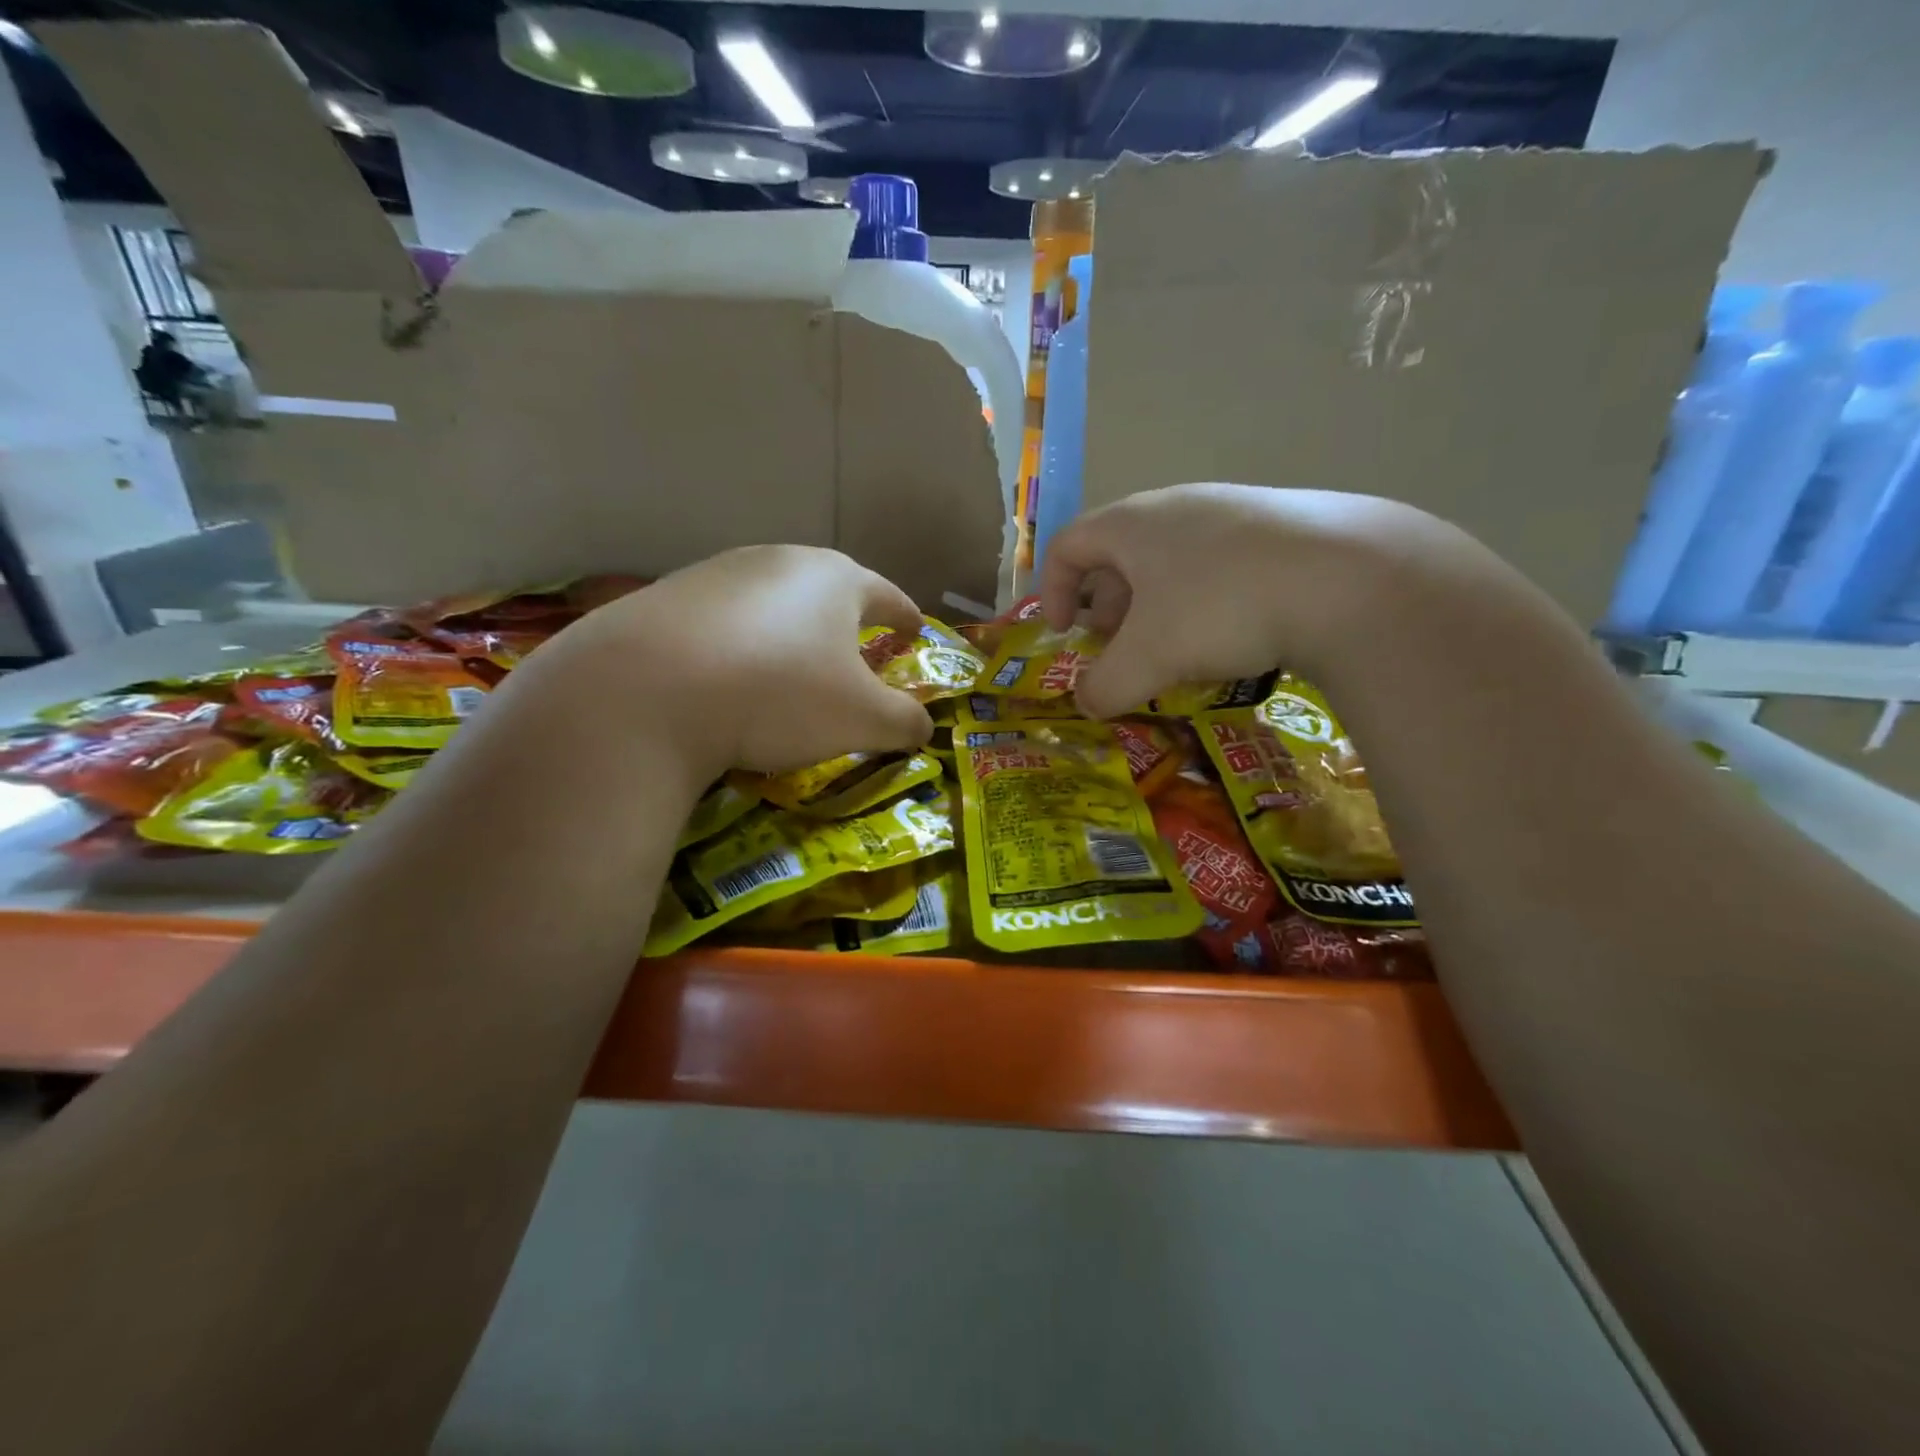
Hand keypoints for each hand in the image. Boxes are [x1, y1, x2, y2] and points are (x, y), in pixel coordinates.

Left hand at [526, 545, 932, 776]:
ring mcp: (717, 574)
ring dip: (790, 633)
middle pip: (828, 592)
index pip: (887, 596)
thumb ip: (905, 721)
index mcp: (834, 580)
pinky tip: (729, 679)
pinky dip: (741, 646)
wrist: (645, 692)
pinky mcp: (667, 597)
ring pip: (773, 604)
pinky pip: (724, 622)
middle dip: (847, 624)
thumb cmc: (779, 695)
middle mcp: (778, 562)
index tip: (917, 633)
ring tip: (789, 671)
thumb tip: (922, 726)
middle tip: (856, 657)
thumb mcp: (863, 720)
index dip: (906, 618)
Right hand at [1039, 483, 1494, 716]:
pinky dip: (1203, 600)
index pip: (1068, 545)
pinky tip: (1232, 635)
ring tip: (1173, 649)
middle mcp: (1177, 507)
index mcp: (1132, 524)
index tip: (1061, 634)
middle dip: (1106, 606)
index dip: (1051, 590)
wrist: (1348, 577)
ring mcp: (1234, 511)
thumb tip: (1087, 704)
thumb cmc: (1220, 608)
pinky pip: (1219, 564)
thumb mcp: (1148, 659)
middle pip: (1119, 553)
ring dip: (1155, 606)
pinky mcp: (1282, 527)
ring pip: (1171, 559)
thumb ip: (1104, 686)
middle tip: (1116, 647)